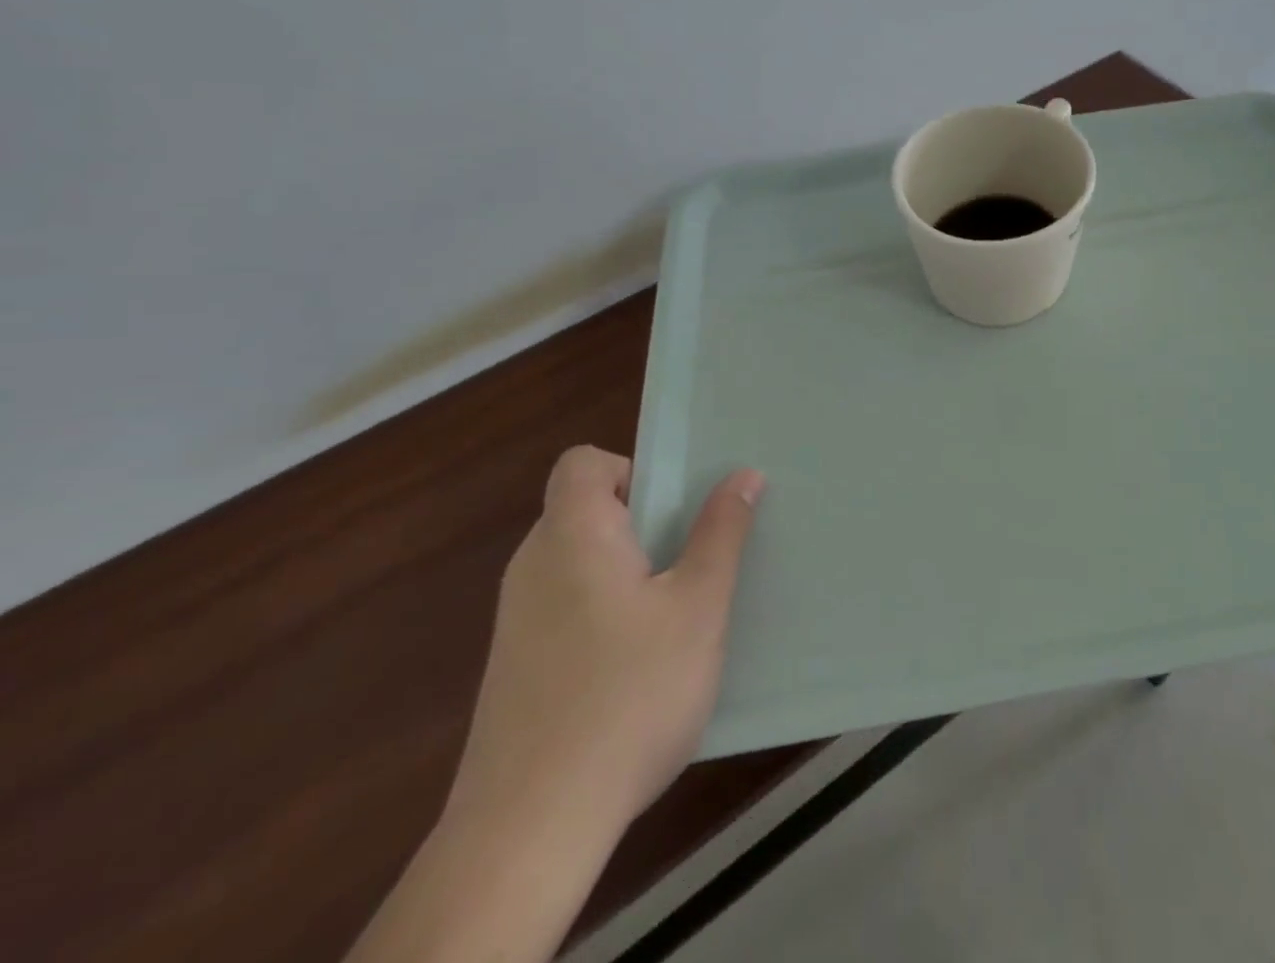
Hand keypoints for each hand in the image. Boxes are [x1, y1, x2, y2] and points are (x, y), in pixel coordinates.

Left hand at [447, 448, 764, 840]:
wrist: (529, 830)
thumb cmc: (628, 695)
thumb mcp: (697, 607)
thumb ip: (721, 533)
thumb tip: (742, 474)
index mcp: (572, 535)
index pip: (583, 462)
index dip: (631, 469)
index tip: (673, 510)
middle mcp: (533, 566)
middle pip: (586, 511)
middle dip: (644, 524)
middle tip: (691, 563)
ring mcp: (516, 621)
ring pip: (580, 563)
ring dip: (628, 571)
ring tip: (674, 616)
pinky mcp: (514, 668)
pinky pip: (566, 608)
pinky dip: (603, 613)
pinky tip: (637, 668)